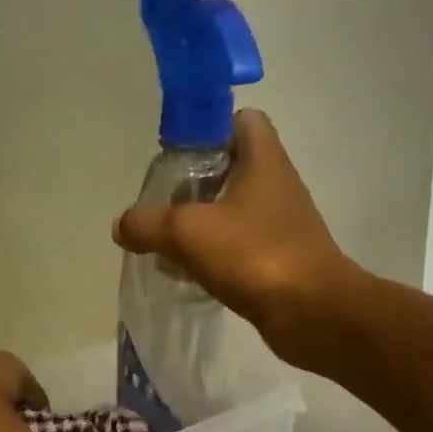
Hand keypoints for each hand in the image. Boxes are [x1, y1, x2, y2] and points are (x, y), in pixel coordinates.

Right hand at [113, 109, 357, 364]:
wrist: (311, 312)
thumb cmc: (254, 255)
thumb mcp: (188, 233)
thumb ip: (148, 224)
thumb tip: (121, 225)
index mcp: (263, 158)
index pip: (242, 119)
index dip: (209, 128)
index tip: (178, 156)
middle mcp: (277, 183)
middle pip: (233, 167)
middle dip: (196, 183)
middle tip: (164, 205)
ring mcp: (282, 223)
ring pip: (235, 210)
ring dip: (204, 223)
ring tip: (170, 243)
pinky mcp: (281, 259)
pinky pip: (241, 246)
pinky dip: (217, 254)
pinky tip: (191, 273)